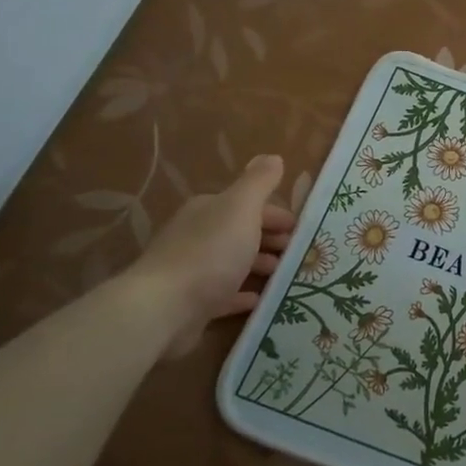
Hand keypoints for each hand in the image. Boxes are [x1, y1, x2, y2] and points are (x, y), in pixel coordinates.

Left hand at [129, 155, 295, 354]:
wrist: (165, 308)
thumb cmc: (211, 252)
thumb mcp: (241, 208)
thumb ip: (259, 182)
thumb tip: (272, 157)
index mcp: (209, 210)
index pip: (248, 205)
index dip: (276, 214)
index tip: (300, 229)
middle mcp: (197, 235)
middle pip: (241, 232)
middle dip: (270, 239)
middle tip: (298, 252)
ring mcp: (193, 270)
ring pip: (234, 262)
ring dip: (260, 265)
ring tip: (284, 274)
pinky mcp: (192, 303)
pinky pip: (224, 294)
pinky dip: (243, 294)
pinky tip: (259, 299)